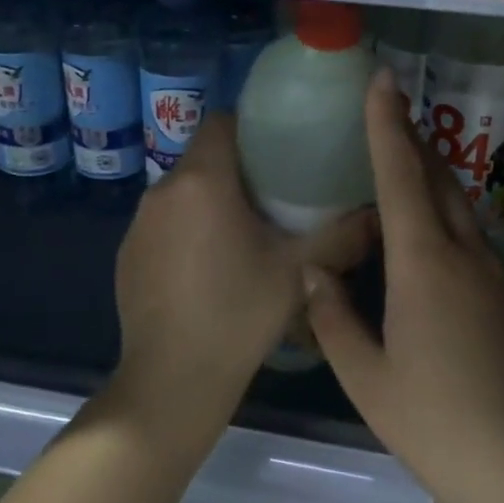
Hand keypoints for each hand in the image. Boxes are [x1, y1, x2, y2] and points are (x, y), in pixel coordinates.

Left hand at [112, 112, 375, 425]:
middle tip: (276, 198)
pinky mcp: (126, 255)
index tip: (282, 152)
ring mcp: (138, 225)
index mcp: (202, 181)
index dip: (253, 129)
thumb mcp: (299, 272)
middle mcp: (162, 191)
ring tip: (244, 235)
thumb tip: (378, 212)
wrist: (172, 379)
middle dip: (238, 170)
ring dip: (210, 202)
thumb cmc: (239, 314)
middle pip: (204, 158)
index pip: (223, 123)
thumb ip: (343, 235)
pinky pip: (162, 225)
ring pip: (182, 193)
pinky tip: (208, 270)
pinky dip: (186, 232)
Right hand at [305, 69, 503, 502]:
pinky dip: (443, 215)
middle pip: (439, 179)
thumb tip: (314, 274)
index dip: (387, 126)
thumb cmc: (435, 423)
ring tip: (400, 160)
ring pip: (459, 207)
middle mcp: (467, 256)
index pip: (402, 177)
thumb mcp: (365, 376)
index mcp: (425, 265)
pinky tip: (424, 234)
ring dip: (431, 176)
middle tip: (387, 109)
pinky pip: (471, 238)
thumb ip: (333, 317)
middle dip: (412, 139)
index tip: (382, 80)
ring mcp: (497, 276)